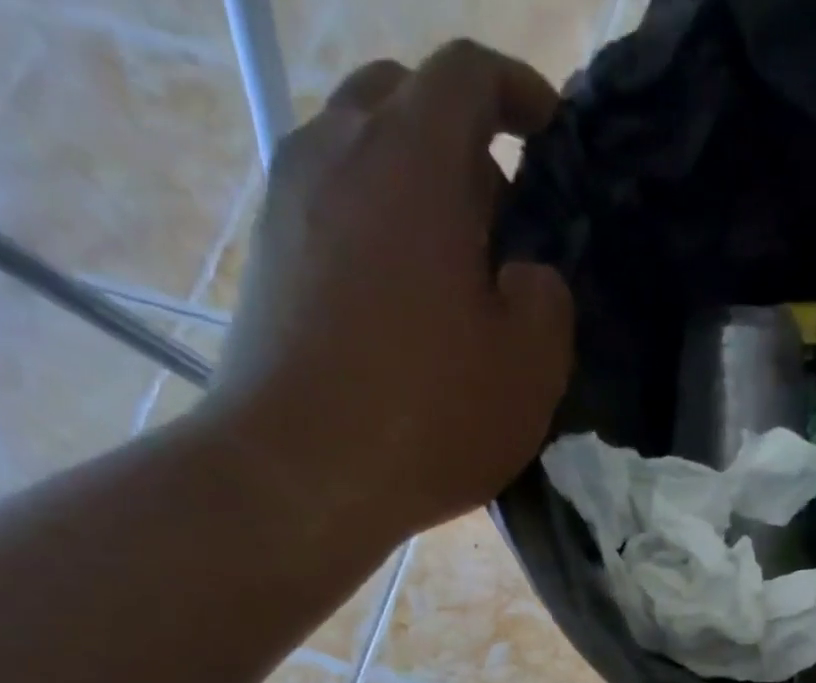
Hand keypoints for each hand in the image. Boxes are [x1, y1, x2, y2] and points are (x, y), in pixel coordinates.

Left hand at [207, 41, 574, 544]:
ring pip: (358, 153)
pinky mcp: (266, 258)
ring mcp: (287, 203)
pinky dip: (373, 227)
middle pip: (401, 98)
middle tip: (501, 217)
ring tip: (450, 267)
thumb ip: (548, 298)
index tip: (550, 130)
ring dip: (412, 187)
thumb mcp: (531, 367)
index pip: (468, 74)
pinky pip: (330, 208)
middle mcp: (336, 152)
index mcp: (412, 161)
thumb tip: (525, 275)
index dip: (518, 90)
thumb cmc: (428, 415)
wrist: (299, 474)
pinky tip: (400, 302)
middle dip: (460, 140)